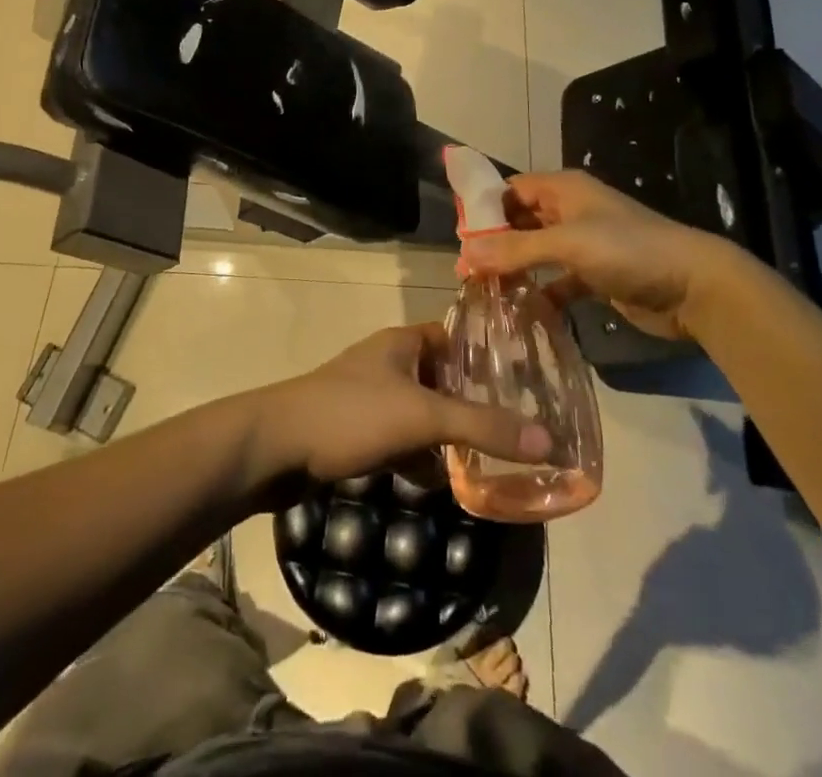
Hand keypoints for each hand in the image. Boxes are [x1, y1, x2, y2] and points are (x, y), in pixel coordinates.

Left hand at [246, 323, 552, 487]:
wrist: (274, 448)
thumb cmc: (351, 415)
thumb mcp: (423, 417)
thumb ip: (482, 427)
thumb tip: (547, 440)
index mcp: (403, 343)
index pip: (456, 338)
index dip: (488, 357)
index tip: (527, 383)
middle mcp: (388, 363)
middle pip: (443, 379)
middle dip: (474, 405)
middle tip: (516, 430)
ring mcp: (369, 397)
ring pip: (422, 413)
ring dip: (447, 436)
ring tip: (488, 460)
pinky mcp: (355, 431)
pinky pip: (400, 440)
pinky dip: (419, 458)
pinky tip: (440, 483)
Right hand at [457, 170, 751, 339]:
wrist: (694, 286)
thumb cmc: (628, 250)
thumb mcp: (568, 244)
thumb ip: (515, 249)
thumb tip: (463, 253)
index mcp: (564, 190)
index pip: (512, 190)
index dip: (484, 210)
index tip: (458, 239)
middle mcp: (571, 211)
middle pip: (521, 221)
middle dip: (495, 243)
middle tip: (466, 273)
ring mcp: (585, 244)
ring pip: (537, 252)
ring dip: (515, 269)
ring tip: (484, 293)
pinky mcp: (596, 276)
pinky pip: (558, 281)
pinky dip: (541, 293)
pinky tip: (522, 311)